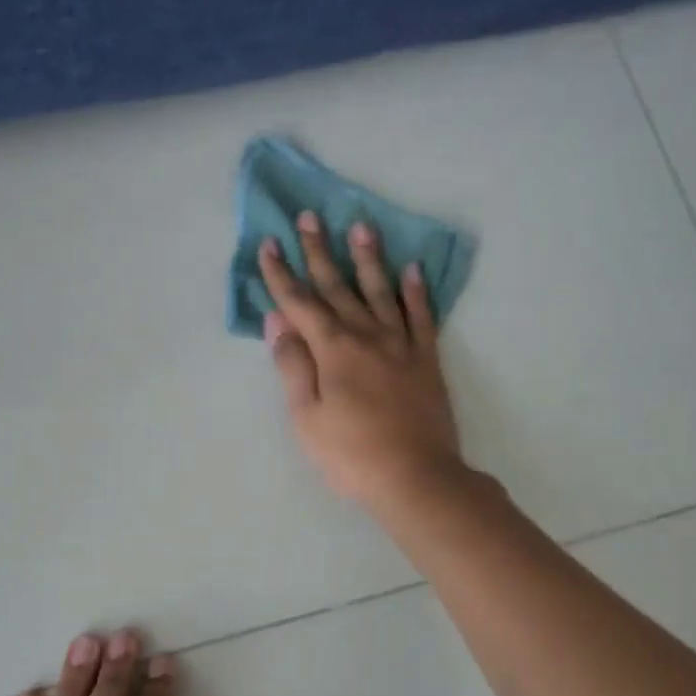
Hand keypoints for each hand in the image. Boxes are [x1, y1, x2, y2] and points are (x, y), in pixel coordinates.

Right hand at [258, 211, 463, 509]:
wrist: (416, 478)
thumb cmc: (350, 454)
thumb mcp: (306, 417)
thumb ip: (292, 366)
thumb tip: (277, 321)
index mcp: (332, 350)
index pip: (300, 303)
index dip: (281, 275)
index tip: (269, 244)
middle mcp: (367, 336)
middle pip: (338, 287)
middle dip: (319, 252)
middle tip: (309, 217)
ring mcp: (401, 345)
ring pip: (382, 291)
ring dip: (369, 259)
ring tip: (362, 227)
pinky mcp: (427, 360)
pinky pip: (422, 317)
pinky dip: (417, 292)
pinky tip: (413, 270)